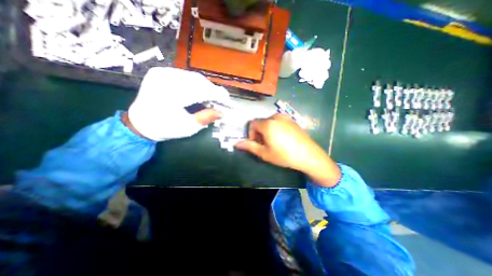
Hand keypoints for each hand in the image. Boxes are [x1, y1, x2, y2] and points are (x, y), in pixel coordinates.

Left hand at [128, 66, 232, 139]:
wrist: (140, 122)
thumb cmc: (164, 128)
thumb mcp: (188, 127)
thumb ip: (206, 118)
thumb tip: (222, 113)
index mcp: (171, 94)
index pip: (203, 91)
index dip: (219, 96)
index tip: (229, 103)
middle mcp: (166, 78)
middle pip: (200, 82)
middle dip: (214, 92)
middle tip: (223, 101)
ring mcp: (162, 72)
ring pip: (194, 77)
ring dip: (207, 87)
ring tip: (214, 97)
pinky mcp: (161, 72)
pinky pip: (186, 76)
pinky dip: (197, 84)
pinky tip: (201, 92)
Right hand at [236, 114, 340, 186]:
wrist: (308, 155)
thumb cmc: (284, 155)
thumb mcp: (264, 153)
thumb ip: (249, 146)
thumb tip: (236, 143)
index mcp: (268, 124)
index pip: (252, 123)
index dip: (251, 134)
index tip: (257, 143)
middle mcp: (276, 117)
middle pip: (261, 122)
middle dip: (259, 133)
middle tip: (265, 144)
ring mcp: (286, 117)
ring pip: (270, 122)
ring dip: (267, 131)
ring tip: (274, 142)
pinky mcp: (292, 120)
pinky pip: (279, 121)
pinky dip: (276, 128)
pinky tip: (283, 139)